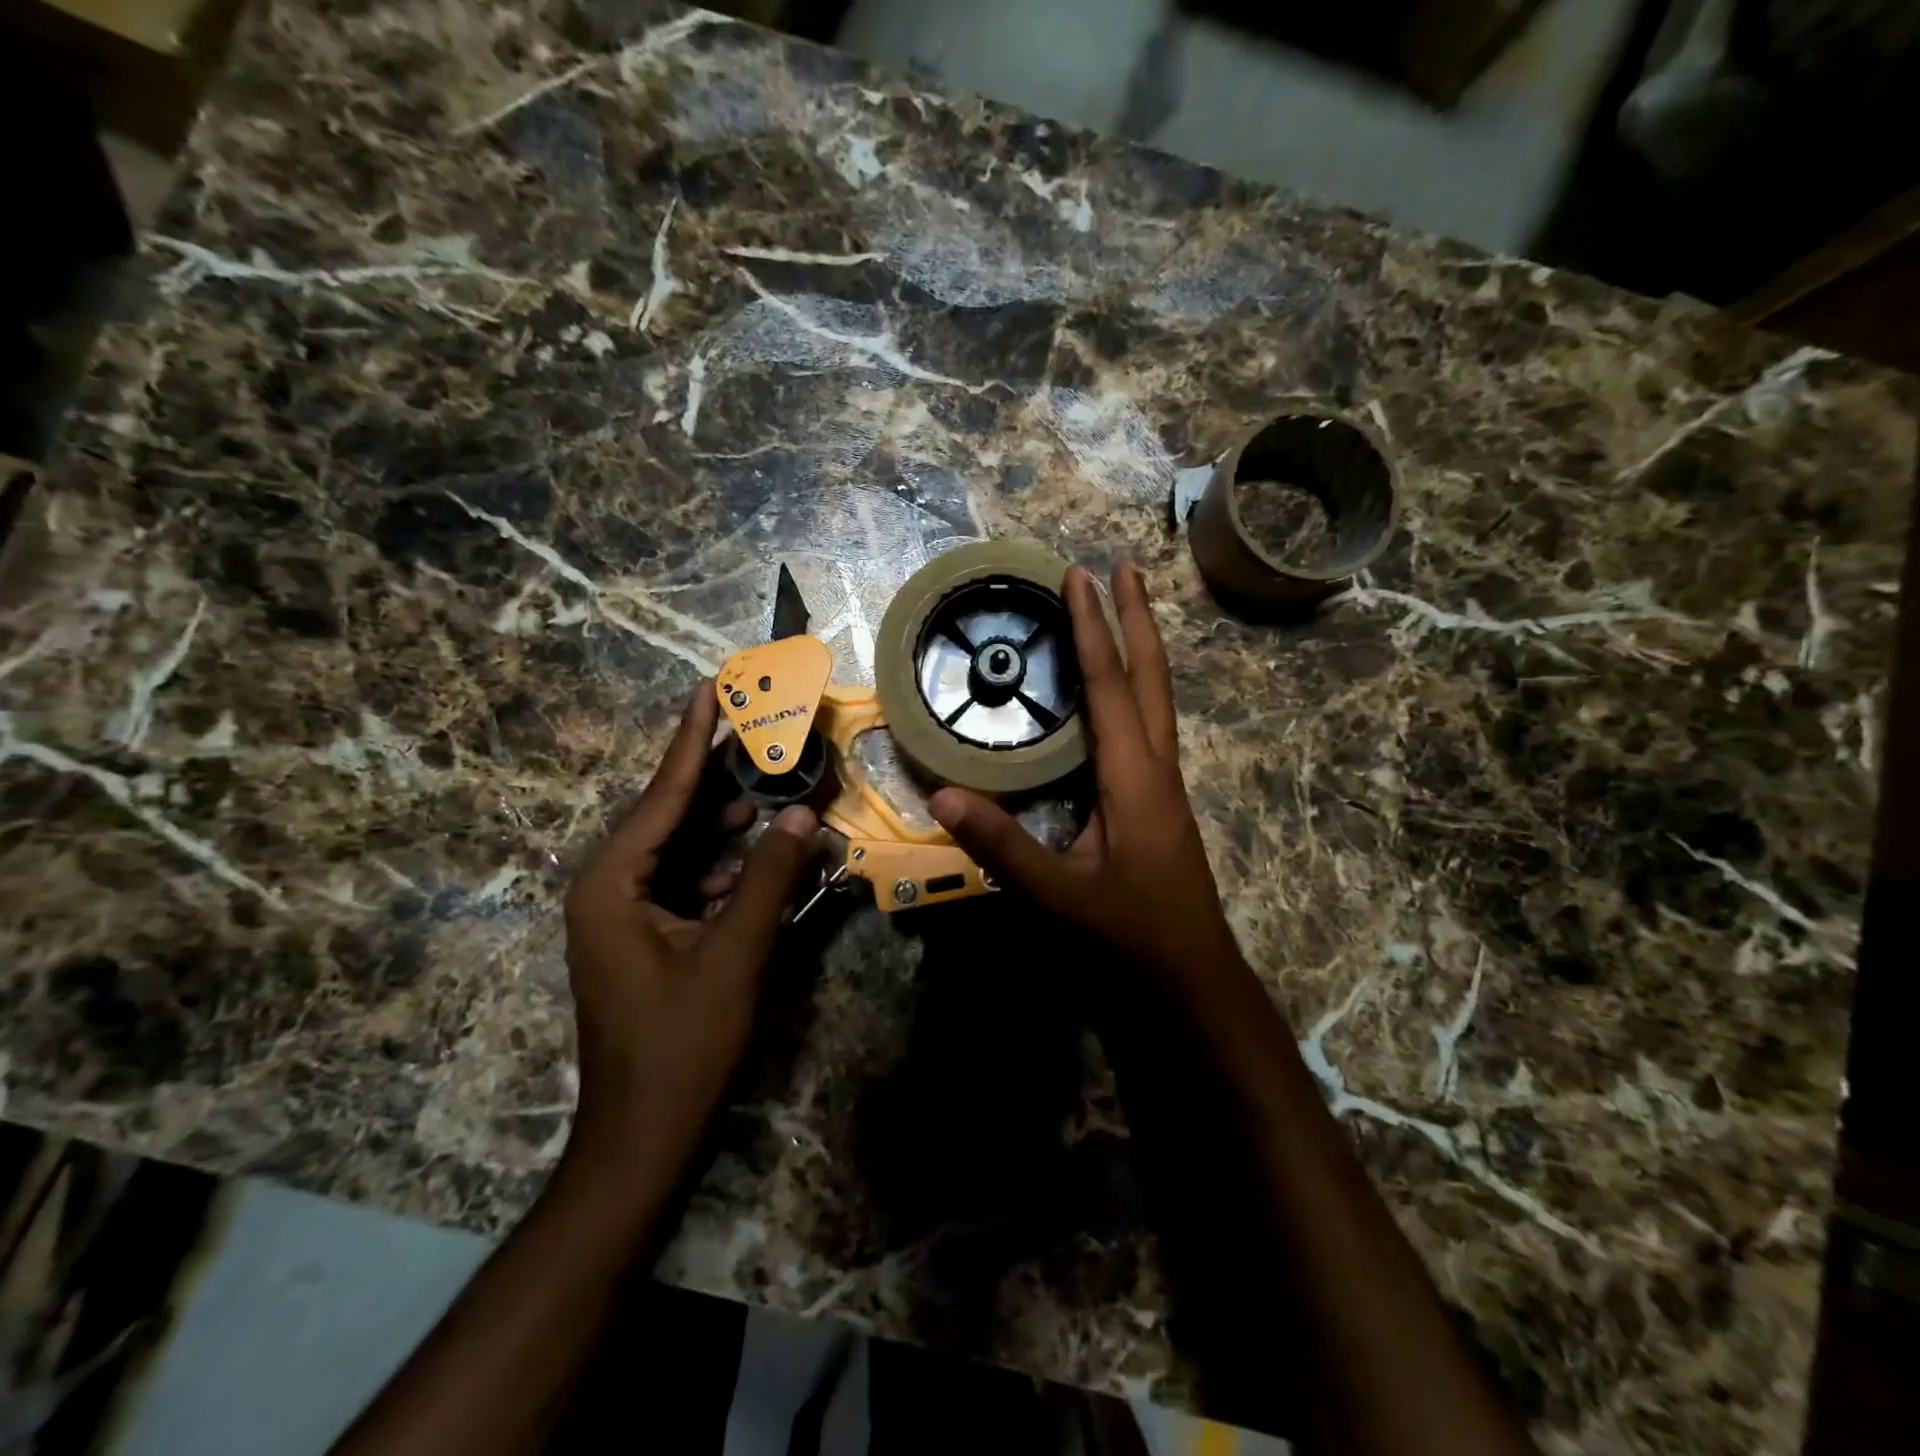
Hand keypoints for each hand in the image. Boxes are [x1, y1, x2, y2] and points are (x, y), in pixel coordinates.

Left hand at [562, 683, 815, 1176]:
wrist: (643, 1138)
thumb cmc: (681, 1045)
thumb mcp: (734, 955)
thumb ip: (769, 878)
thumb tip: (804, 813)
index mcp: (612, 882)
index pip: (663, 794)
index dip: (694, 738)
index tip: (712, 686)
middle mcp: (610, 887)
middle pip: (673, 815)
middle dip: (721, 778)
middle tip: (765, 735)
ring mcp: (626, 914)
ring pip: (684, 849)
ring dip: (729, 824)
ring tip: (774, 788)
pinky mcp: (647, 937)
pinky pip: (689, 882)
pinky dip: (725, 866)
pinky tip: (762, 856)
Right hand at [929, 562, 1241, 982]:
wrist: (1192, 974)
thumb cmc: (1129, 934)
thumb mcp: (1059, 894)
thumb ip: (1002, 845)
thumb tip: (942, 794)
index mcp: (1134, 777)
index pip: (1111, 687)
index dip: (1093, 629)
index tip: (1080, 577)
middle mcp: (1157, 766)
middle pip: (1152, 675)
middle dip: (1137, 616)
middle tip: (1123, 566)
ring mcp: (1165, 781)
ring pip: (1158, 697)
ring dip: (1142, 646)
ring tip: (1126, 608)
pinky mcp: (1160, 797)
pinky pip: (1151, 722)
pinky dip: (1137, 686)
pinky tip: (1121, 690)